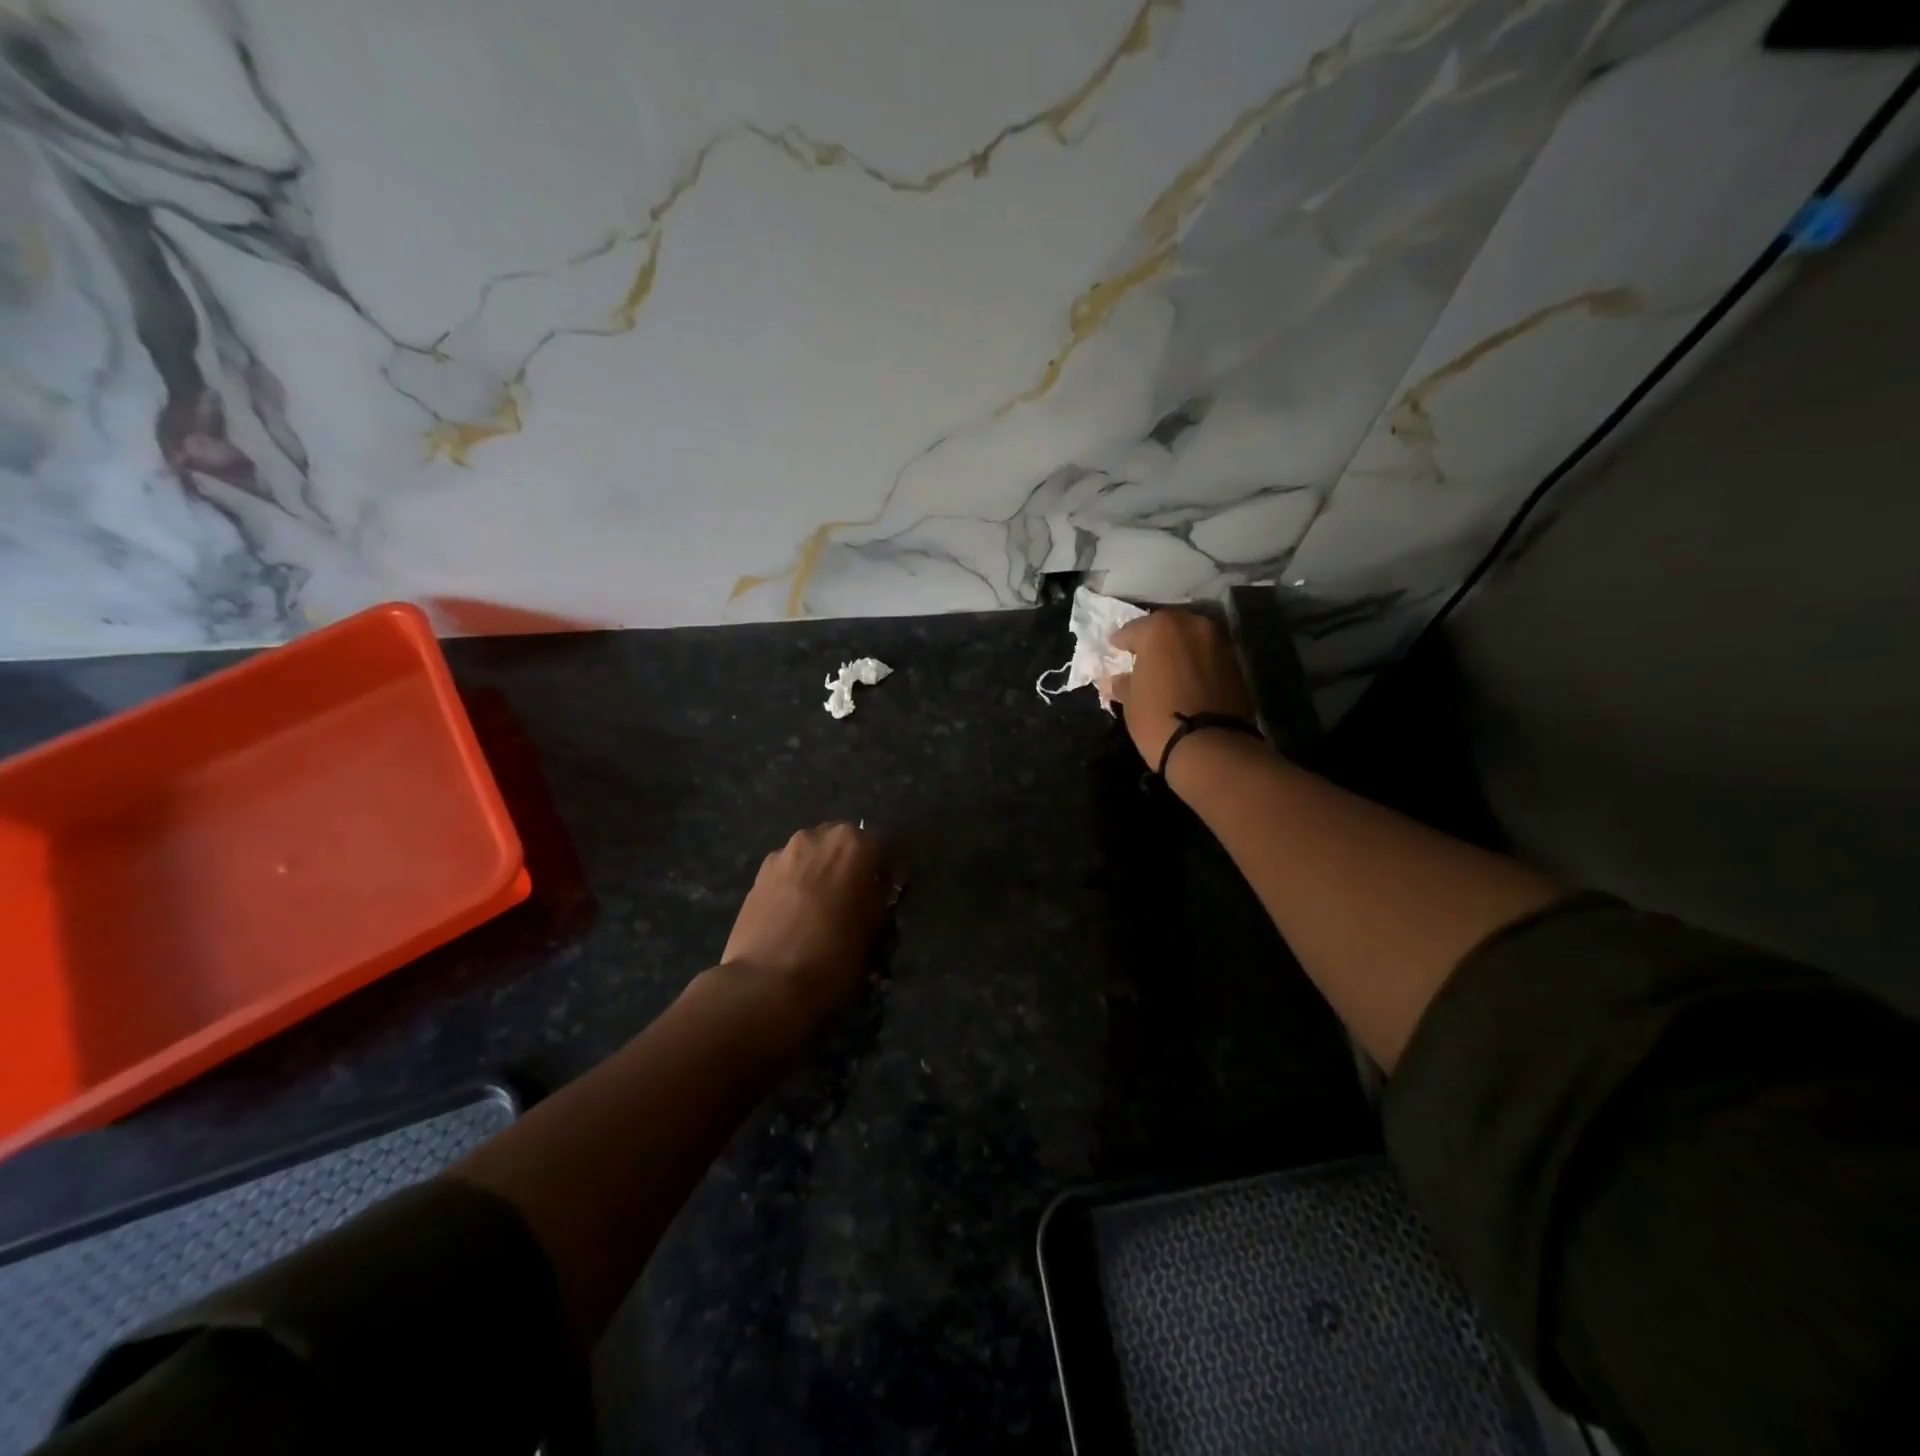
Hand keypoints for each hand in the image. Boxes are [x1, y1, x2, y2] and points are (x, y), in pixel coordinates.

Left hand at [721, 822, 895, 1018]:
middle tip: (857, 895)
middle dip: (853, 864)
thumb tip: (876, 888)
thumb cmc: (834, 955)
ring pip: (813, 854)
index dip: (890, 871)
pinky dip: (798, 883)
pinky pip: (789, 870)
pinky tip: (797, 912)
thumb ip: (879, 897)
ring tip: (823, 904)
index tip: (891, 893)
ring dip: (823, 870)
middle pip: (844, 843)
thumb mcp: (875, 928)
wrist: (766, 983)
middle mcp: (817, 836)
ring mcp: (783, 853)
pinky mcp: (758, 874)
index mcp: (854, 844)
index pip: (884, 847)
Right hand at [1108, 609, 1256, 771]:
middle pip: (1167, 627)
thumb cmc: (1158, 718)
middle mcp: (1192, 625)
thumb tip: (1118, 680)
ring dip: (1178, 649)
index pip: (1132, 630)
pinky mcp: (1236, 663)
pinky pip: (1207, 656)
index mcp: (1160, 628)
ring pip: (1190, 639)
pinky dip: (1196, 663)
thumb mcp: (1131, 702)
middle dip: (1154, 639)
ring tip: (1166, 669)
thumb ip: (1124, 684)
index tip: (1115, 649)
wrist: (1211, 746)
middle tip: (1142, 656)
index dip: (1121, 642)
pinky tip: (1186, 679)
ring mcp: (1218, 642)